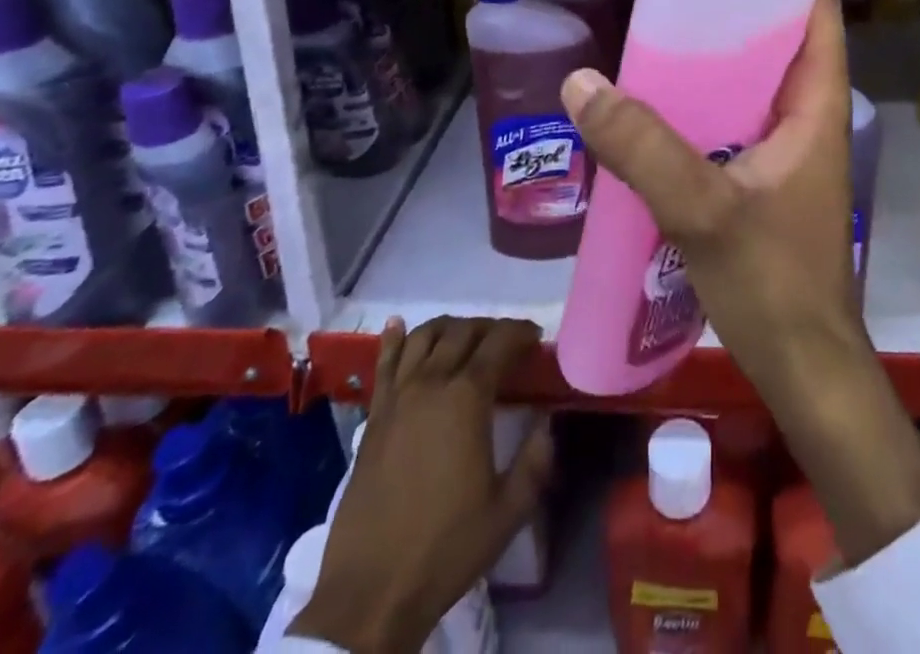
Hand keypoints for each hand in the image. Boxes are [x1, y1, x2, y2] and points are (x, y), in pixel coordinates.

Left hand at [292, 316, 553, 653]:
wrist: (371, 594)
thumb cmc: (446, 548)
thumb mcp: (509, 510)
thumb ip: (537, 459)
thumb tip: (547, 419)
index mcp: (467, 398)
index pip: (500, 341)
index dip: (521, 332)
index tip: (536, 338)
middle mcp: (431, 384)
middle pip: (463, 331)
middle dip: (490, 328)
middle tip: (507, 343)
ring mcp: (397, 398)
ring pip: (425, 337)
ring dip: (450, 327)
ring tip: (466, 337)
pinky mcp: (373, 418)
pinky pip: (384, 364)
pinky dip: (394, 340)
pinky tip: (398, 326)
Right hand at [562, 0, 919, 565]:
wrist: (804, 369)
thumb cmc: (773, 282)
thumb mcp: (703, 209)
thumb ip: (642, 148)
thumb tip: (581, 82)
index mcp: (816, 106)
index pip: (819, 14)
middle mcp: (808, 119)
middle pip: (779, 43)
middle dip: (733, 18)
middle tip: (673, 0)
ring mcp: (789, 152)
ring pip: (753, 86)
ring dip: (714, 66)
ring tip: (657, 44)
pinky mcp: (767, 182)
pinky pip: (735, 124)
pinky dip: (705, 109)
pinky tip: (659, 113)